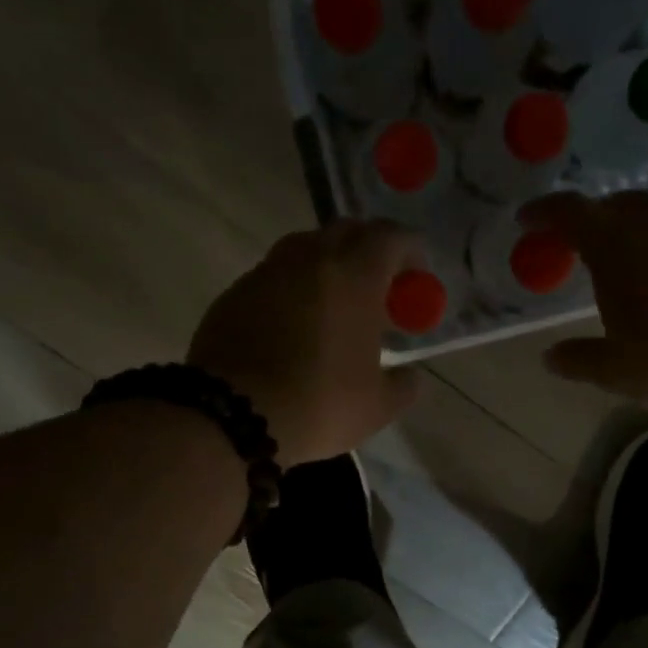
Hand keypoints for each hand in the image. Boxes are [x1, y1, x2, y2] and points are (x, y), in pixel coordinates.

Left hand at [188, 220, 421, 464]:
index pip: (390, 237)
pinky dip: (294, 289)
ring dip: (328, 266)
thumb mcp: (377, 407)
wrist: (231, 415)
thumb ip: (403, 385)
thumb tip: (409, 377)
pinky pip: (275, 276)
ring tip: (336, 306)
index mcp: (354, 277)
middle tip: (378, 288)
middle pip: (347, 231)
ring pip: (306, 249)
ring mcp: (267, 272)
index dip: (410, 251)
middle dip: (369, 251)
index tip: (417, 277)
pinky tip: (296, 326)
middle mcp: (310, 260)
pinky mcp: (235, 293)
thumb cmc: (318, 405)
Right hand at [522, 191, 647, 407]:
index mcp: (613, 242)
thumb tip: (550, 357)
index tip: (526, 219)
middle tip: (578, 247)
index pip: (567, 213)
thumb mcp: (617, 369)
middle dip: (590, 222)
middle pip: (612, 206)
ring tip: (625, 268)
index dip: (542, 213)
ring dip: (632, 235)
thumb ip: (579, 360)